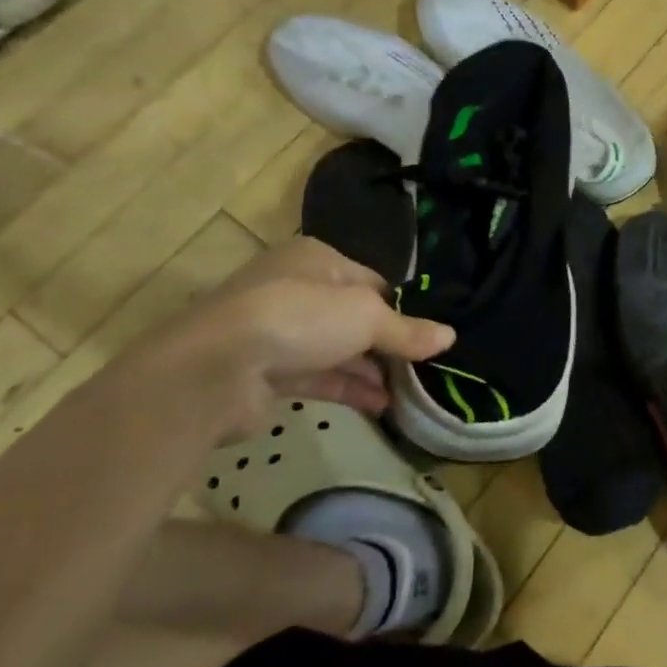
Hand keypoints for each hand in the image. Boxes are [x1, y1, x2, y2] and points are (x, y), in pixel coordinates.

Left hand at [102, 237, 452, 439]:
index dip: (401, 308)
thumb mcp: (366, 316)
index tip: (427, 335)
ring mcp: (278, 333)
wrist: (216, 369)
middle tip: (422, 367)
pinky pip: (319, 378)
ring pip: (337, 350)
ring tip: (409, 393)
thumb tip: (450, 337)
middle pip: (354, 317)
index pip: (371, 281)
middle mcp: (295, 290)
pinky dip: (349, 389)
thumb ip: (408, 330)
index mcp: (316, 260)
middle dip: (387, 343)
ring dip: (371, 370)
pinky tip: (381, 406)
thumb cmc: (300, 318)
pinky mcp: (267, 374)